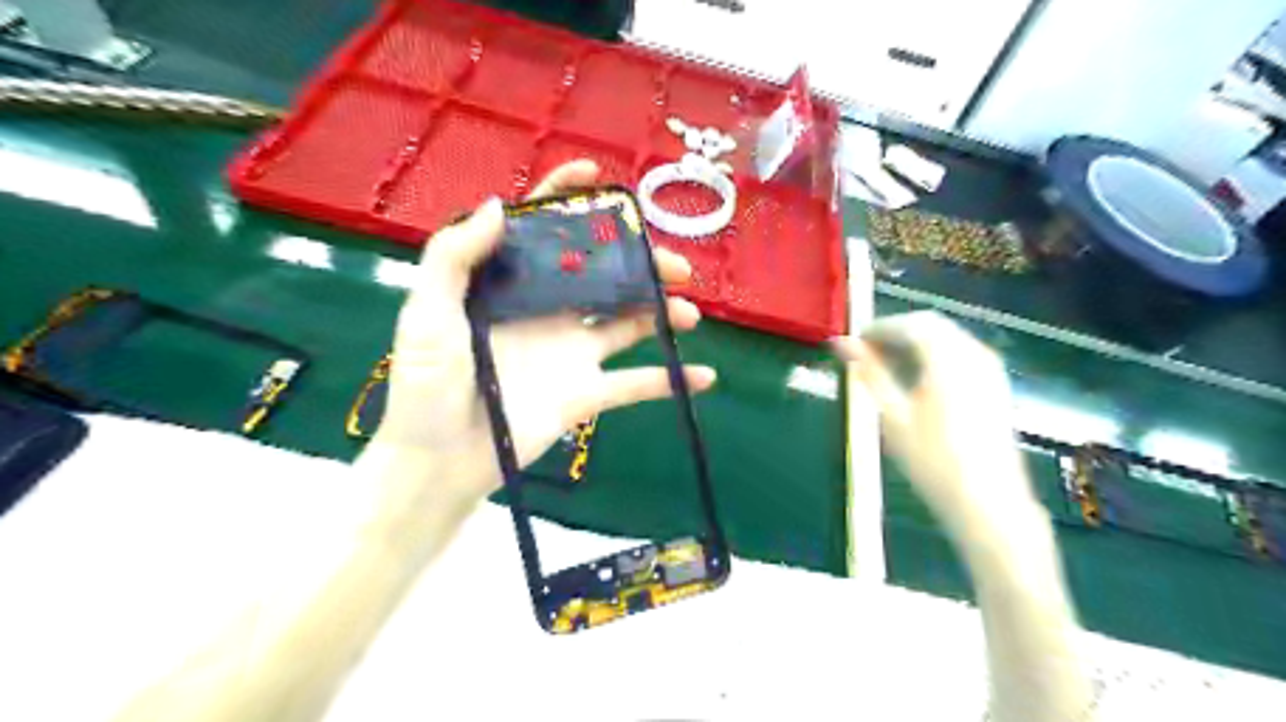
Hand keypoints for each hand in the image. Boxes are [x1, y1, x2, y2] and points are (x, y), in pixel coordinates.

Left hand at [373, 162, 719, 504]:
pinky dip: (670, 380)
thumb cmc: (425, 385)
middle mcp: (548, 312)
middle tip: (675, 265)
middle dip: (642, 263)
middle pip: (603, 275)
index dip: (566, 198)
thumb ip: (455, 257)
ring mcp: (571, 354)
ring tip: (689, 313)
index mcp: (511, 287)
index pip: (542, 232)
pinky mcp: (586, 394)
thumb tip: (502, 205)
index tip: (596, 175)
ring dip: (663, 314)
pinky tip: (703, 375)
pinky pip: (635, 385)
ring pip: (628, 323)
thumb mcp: (428, 313)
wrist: (437, 461)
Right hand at [835, 314, 1032, 533]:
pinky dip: (934, 355)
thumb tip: (841, 343)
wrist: (988, 502)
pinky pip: (961, 353)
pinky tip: (916, 378)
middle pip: (932, 325)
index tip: (854, 341)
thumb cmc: (933, 460)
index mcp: (948, 357)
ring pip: (948, 338)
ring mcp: (990, 369)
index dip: (878, 328)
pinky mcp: (996, 385)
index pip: (910, 324)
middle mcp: (974, 353)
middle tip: (866, 352)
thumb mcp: (892, 415)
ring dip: (915, 343)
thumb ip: (869, 373)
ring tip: (885, 364)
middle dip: (897, 332)